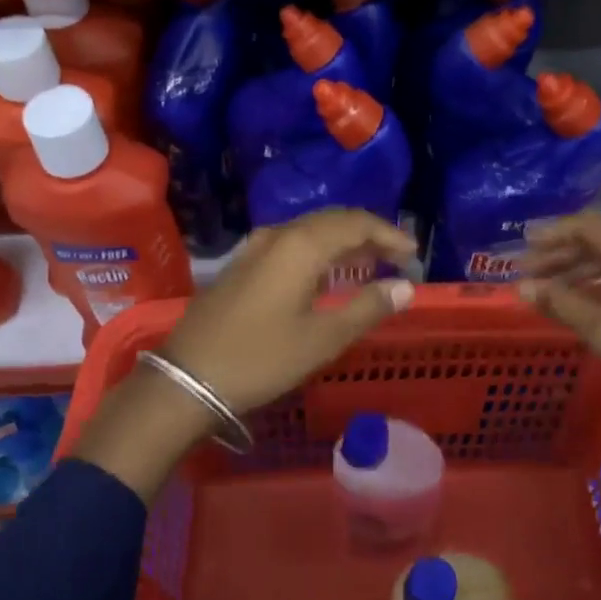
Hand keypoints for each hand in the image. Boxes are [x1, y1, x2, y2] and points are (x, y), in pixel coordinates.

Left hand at [72, 210, 415, 501]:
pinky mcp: (242, 264)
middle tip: (395, 256)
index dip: (388, 234)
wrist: (188, 378)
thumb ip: (366, 308)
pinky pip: (291, 243)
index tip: (412, 254)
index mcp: (301, 245)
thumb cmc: (261, 359)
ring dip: (342, 241)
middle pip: (332, 220)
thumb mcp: (322, 339)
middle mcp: (278, 235)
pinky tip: (325, 274)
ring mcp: (255, 247)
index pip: (355, 222)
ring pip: (309, 231)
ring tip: (367, 263)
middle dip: (367, 234)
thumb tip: (404, 287)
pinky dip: (317, 251)